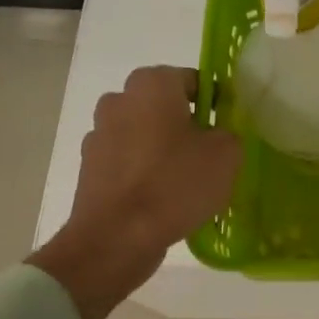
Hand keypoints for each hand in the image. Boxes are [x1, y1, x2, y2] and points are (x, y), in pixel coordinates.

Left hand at [28, 66, 241, 318]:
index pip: (192, 80)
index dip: (215, 102)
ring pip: (144, 133)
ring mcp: (99, 134)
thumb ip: (229, 132)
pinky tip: (162, 198)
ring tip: (186, 181)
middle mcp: (119, 100)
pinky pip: (127, 161)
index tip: (227, 128)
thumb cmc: (174, 184)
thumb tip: (218, 134)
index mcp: (152, 85)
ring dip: (163, 148)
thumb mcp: (226, 155)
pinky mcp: (89, 168)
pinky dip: (144, 172)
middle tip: (210, 154)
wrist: (115, 238)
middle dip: (186, 124)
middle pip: (164, 106)